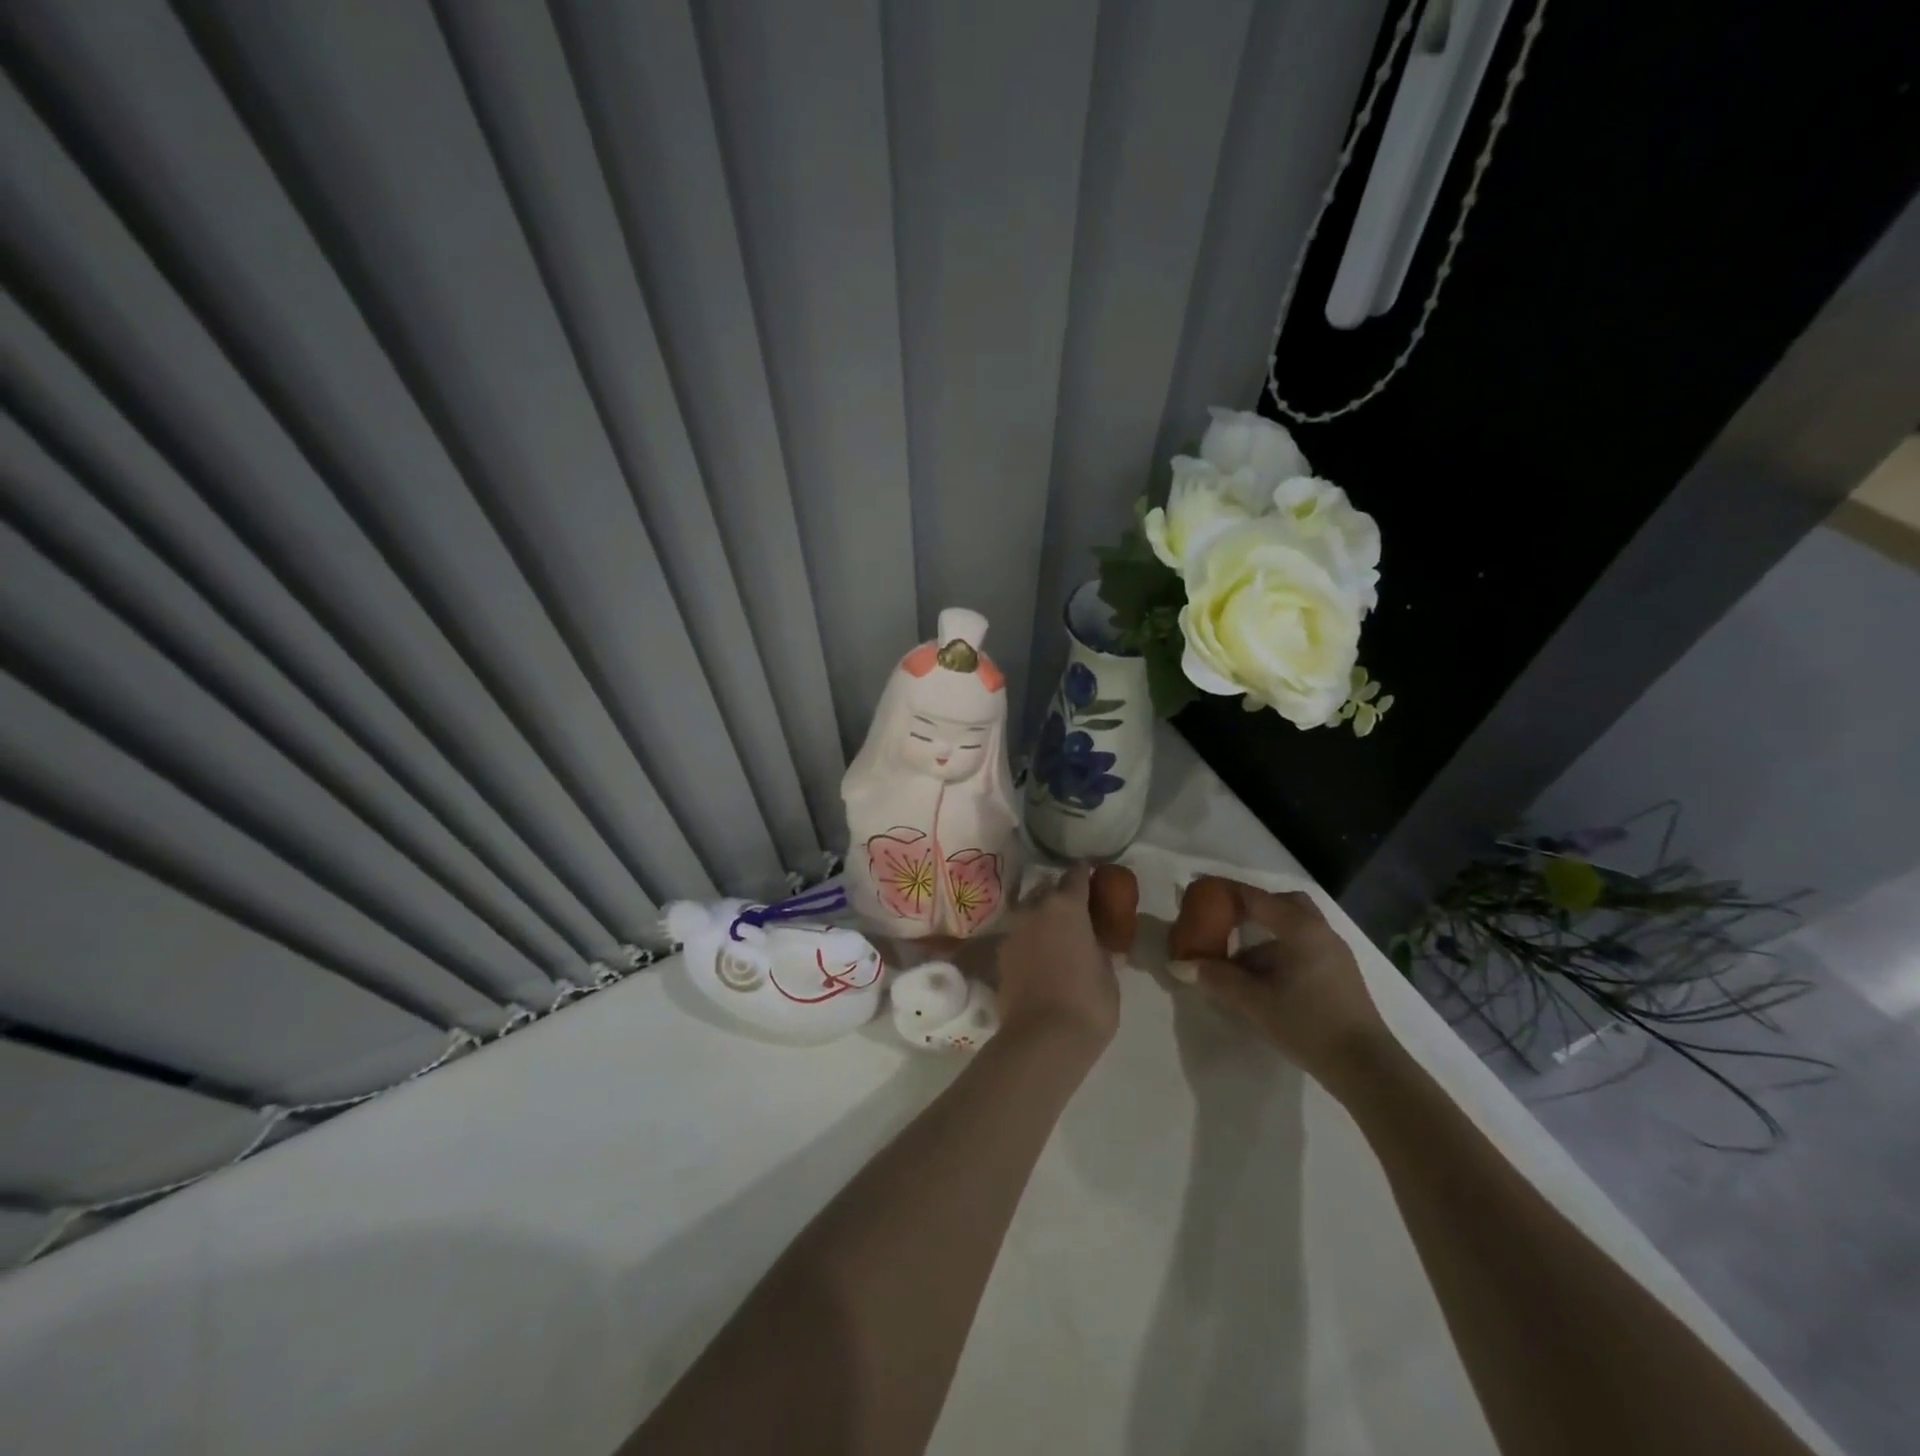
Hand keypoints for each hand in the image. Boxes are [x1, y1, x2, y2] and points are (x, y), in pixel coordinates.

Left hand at [993, 864, 1119, 1053]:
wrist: (1042, 1038)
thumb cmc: (1088, 1002)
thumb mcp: (1108, 973)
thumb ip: (1101, 948)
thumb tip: (1097, 943)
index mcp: (1066, 906)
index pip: (1076, 876)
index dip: (1086, 873)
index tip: (1093, 874)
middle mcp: (1034, 909)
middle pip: (1049, 890)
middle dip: (1062, 896)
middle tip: (1078, 912)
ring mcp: (1013, 930)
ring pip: (1029, 912)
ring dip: (1043, 917)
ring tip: (1057, 935)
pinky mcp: (1000, 954)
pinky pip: (1019, 936)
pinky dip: (1030, 939)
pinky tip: (1040, 956)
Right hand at [1189, 881, 1390, 1090]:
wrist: (1366, 1068)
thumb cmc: (1309, 1024)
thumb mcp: (1255, 1002)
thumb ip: (1216, 978)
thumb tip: (1178, 965)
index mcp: (1300, 929)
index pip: (1254, 897)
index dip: (1224, 891)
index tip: (1198, 890)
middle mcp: (1320, 932)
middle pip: (1282, 905)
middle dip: (1252, 908)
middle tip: (1225, 921)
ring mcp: (1333, 954)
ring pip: (1293, 929)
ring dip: (1263, 937)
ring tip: (1235, 960)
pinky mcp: (1339, 976)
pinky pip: (1302, 949)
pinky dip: (1277, 953)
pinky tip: (1260, 980)